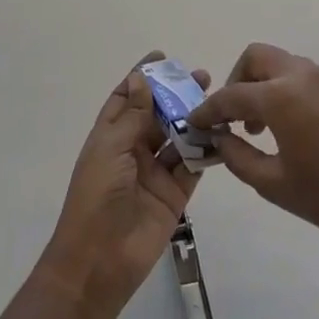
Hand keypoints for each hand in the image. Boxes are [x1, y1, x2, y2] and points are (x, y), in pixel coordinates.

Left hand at [37, 52, 202, 318]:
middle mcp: (132, 151)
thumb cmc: (96, 197)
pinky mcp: (174, 194)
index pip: (127, 99)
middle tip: (202, 77)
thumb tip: (142, 79)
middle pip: (158, 115)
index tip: (162, 58)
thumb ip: (133, 116)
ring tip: (217, 101)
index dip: (142, 78)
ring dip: (195, 119)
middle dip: (177, 95)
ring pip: (178, 138)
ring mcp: (154, 173)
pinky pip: (193, 166)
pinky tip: (222, 133)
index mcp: (110, 137)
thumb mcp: (110, 149)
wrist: (99, 261)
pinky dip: (207, 150)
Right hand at [189, 42, 318, 265]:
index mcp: (281, 95)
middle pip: (257, 57)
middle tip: (233, 116)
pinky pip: (306, 79)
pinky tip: (295, 131)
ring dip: (264, 85)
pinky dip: (288, 92)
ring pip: (284, 65)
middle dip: (237, 80)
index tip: (194, 122)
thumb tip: (220, 139)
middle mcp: (303, 76)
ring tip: (262, 128)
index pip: (231, 95)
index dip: (208, 110)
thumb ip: (238, 157)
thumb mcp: (273, 184)